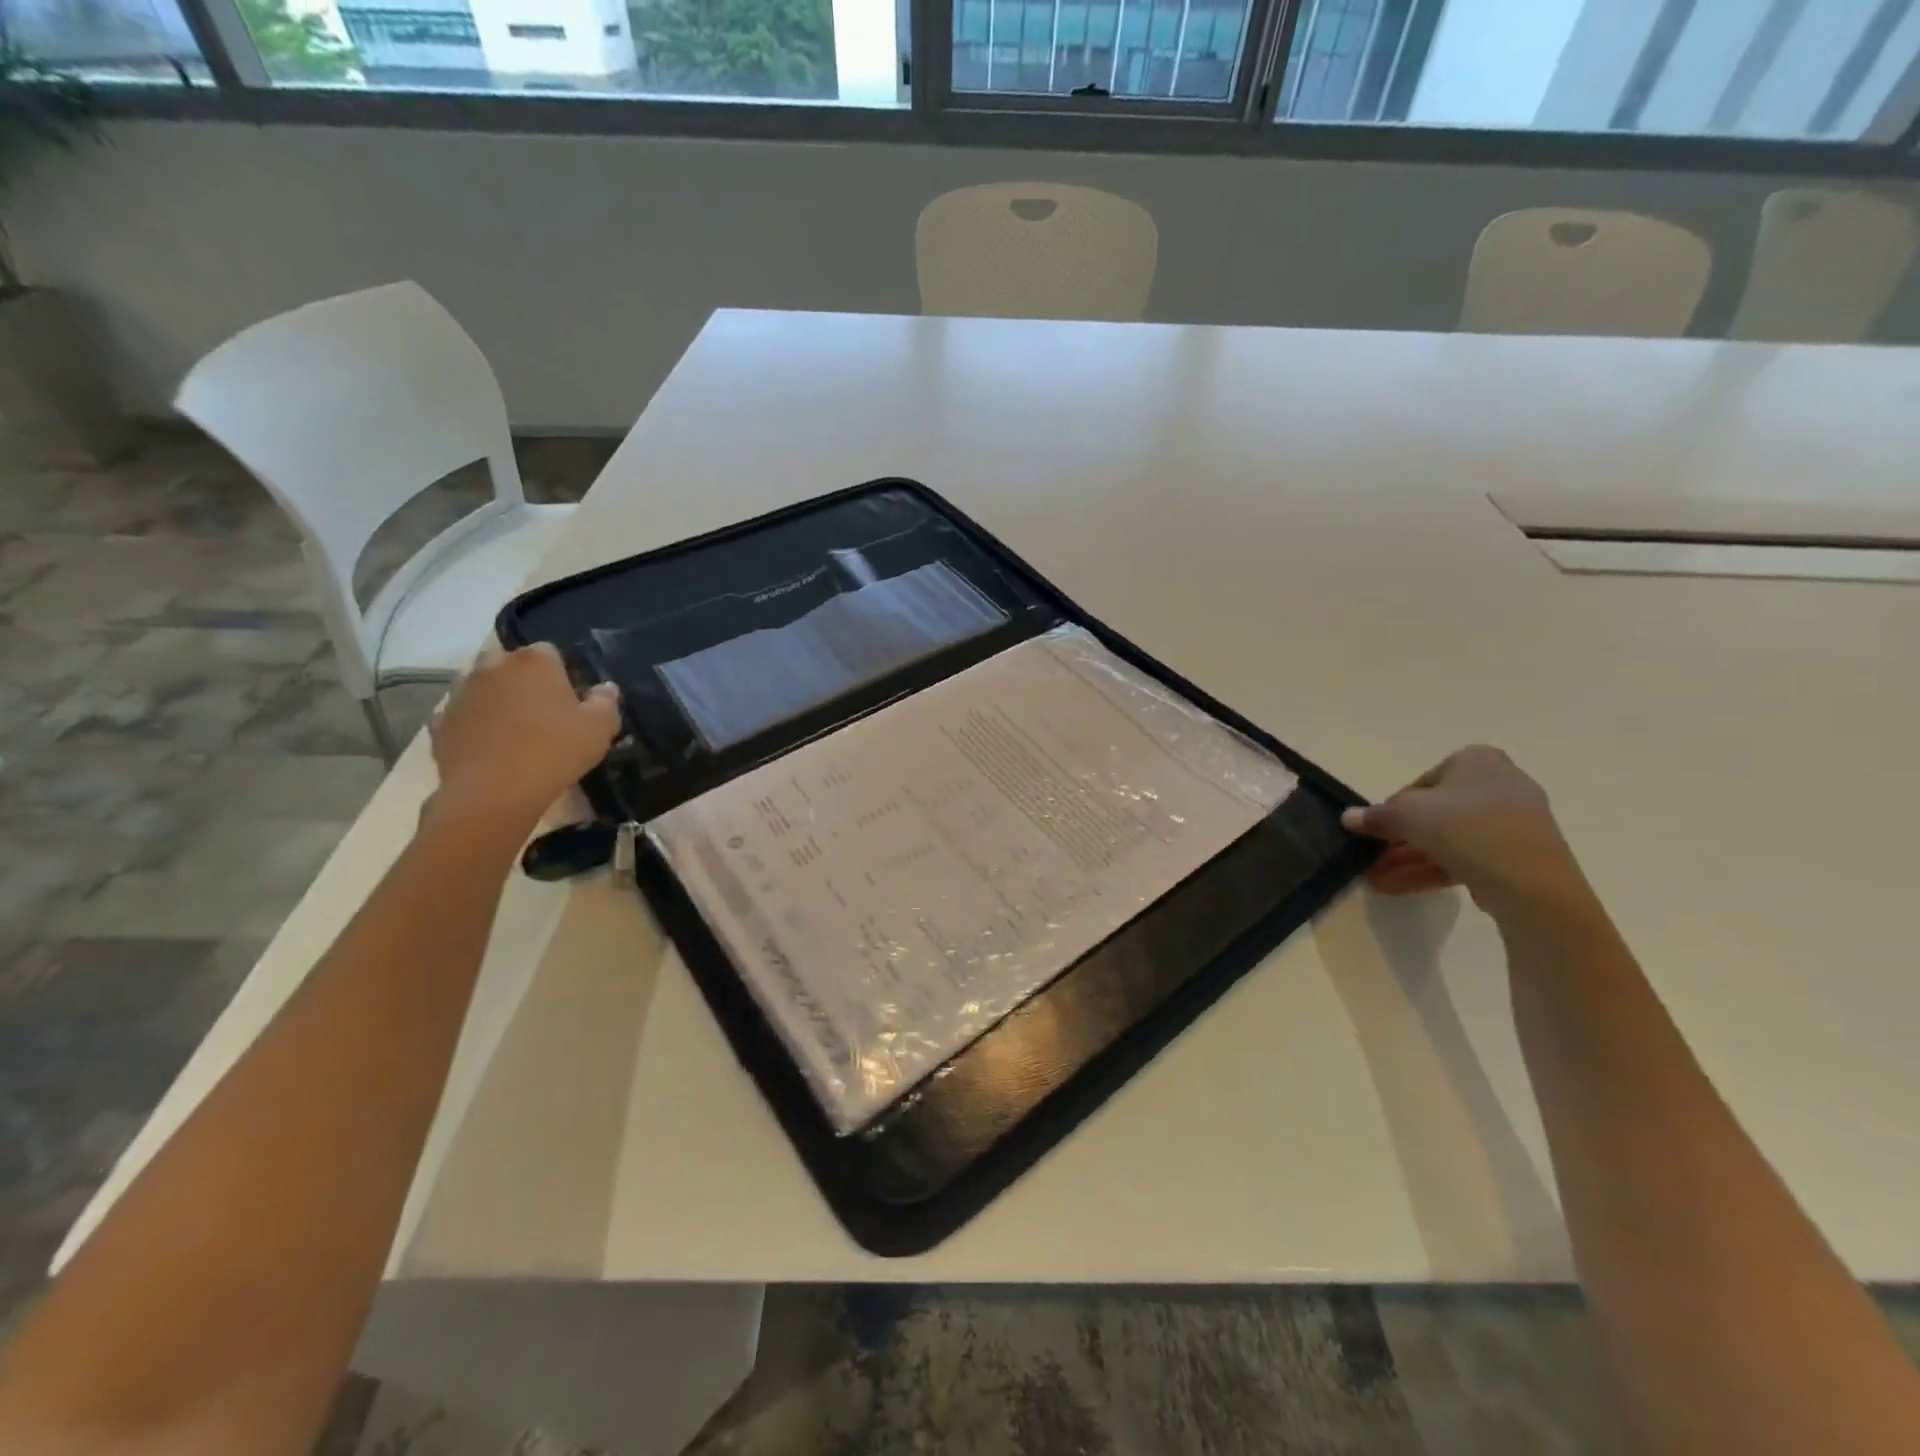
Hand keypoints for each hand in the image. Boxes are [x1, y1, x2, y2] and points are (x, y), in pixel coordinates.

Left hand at [426, 644, 620, 838]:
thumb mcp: (600, 728)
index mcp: (534, 662)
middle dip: (522, 678)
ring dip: (495, 697)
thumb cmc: (555, 751)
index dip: (562, 672)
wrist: (493, 793)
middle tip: (542, 709)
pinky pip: (462, 715)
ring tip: (514, 727)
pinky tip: (489, 746)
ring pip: (480, 684)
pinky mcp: (441, 723)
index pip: (550, 651)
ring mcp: (461, 694)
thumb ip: (606, 702)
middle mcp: (492, 667)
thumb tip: (605, 688)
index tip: (571, 698)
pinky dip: (473, 723)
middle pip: (508, 662)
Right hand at [1341, 746, 1590, 917]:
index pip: (1422, 782)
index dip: (1394, 808)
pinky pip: (1468, 856)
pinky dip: (1433, 869)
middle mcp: (1500, 784)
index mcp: (1477, 761)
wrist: (1530, 882)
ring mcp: (1513, 823)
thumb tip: (1348, 818)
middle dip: (1399, 839)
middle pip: (1435, 812)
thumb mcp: (1406, 815)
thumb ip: (1376, 816)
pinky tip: (1397, 888)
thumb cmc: (1464, 827)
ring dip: (1409, 858)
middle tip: (1372, 857)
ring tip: (1376, 879)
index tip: (1378, 829)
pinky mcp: (1519, 856)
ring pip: (1449, 838)